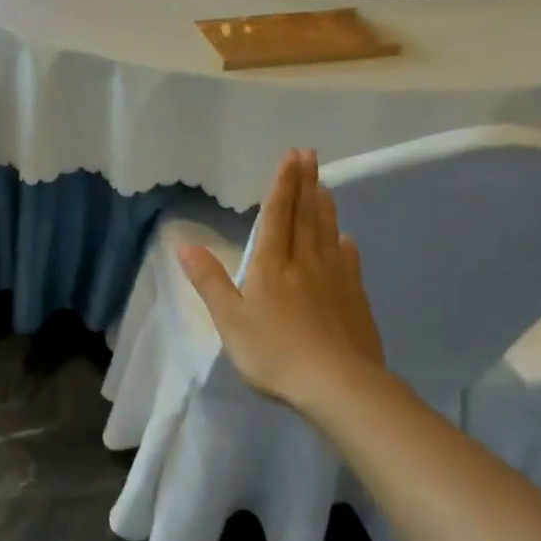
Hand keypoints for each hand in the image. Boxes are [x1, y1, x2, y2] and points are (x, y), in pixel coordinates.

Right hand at [177, 149, 385, 413]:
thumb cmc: (275, 352)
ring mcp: (334, 280)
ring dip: (324, 206)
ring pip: (328, 233)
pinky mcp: (355, 299)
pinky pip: (348, 261)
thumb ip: (209, 280)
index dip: (282, 184)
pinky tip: (345, 240)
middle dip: (305, 183)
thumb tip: (185, 244)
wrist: (339, 386)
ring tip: (324, 186)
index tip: (291, 156)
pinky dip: (343, 244)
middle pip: (306, 216)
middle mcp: (305, 263)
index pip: (277, 215)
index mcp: (272, 265)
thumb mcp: (230, 320)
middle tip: (310, 154)